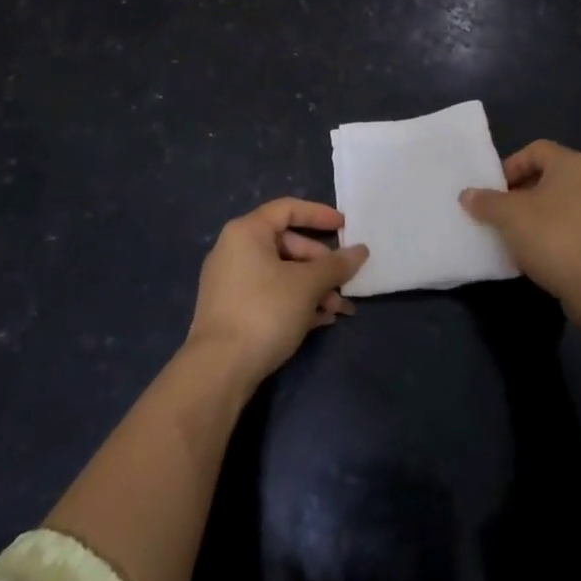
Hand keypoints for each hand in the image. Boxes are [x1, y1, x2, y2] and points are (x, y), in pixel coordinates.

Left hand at [186, 199, 368, 385]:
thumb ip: (336, 265)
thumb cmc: (265, 311)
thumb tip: (361, 250)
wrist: (218, 371)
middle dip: (321, 264)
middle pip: (287, 244)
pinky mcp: (232, 311)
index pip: (287, 209)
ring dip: (313, 287)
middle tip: (344, 281)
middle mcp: (234, 250)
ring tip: (339, 309)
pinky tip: (321, 320)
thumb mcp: (307, 285)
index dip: (319, 215)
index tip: (345, 226)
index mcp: (247, 232)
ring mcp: (231, 283)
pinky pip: (270, 295)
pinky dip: (296, 302)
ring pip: (281, 273)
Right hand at [460, 141, 580, 302]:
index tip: (494, 191)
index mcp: (571, 164)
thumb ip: (485, 202)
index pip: (535, 150)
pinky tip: (534, 254)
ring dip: (533, 216)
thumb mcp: (509, 215)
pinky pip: (569, 227)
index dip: (510, 166)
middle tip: (499, 213)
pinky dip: (550, 234)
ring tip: (513, 235)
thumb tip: (467, 195)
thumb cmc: (552, 236)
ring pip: (557, 204)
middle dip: (519, 194)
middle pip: (546, 177)